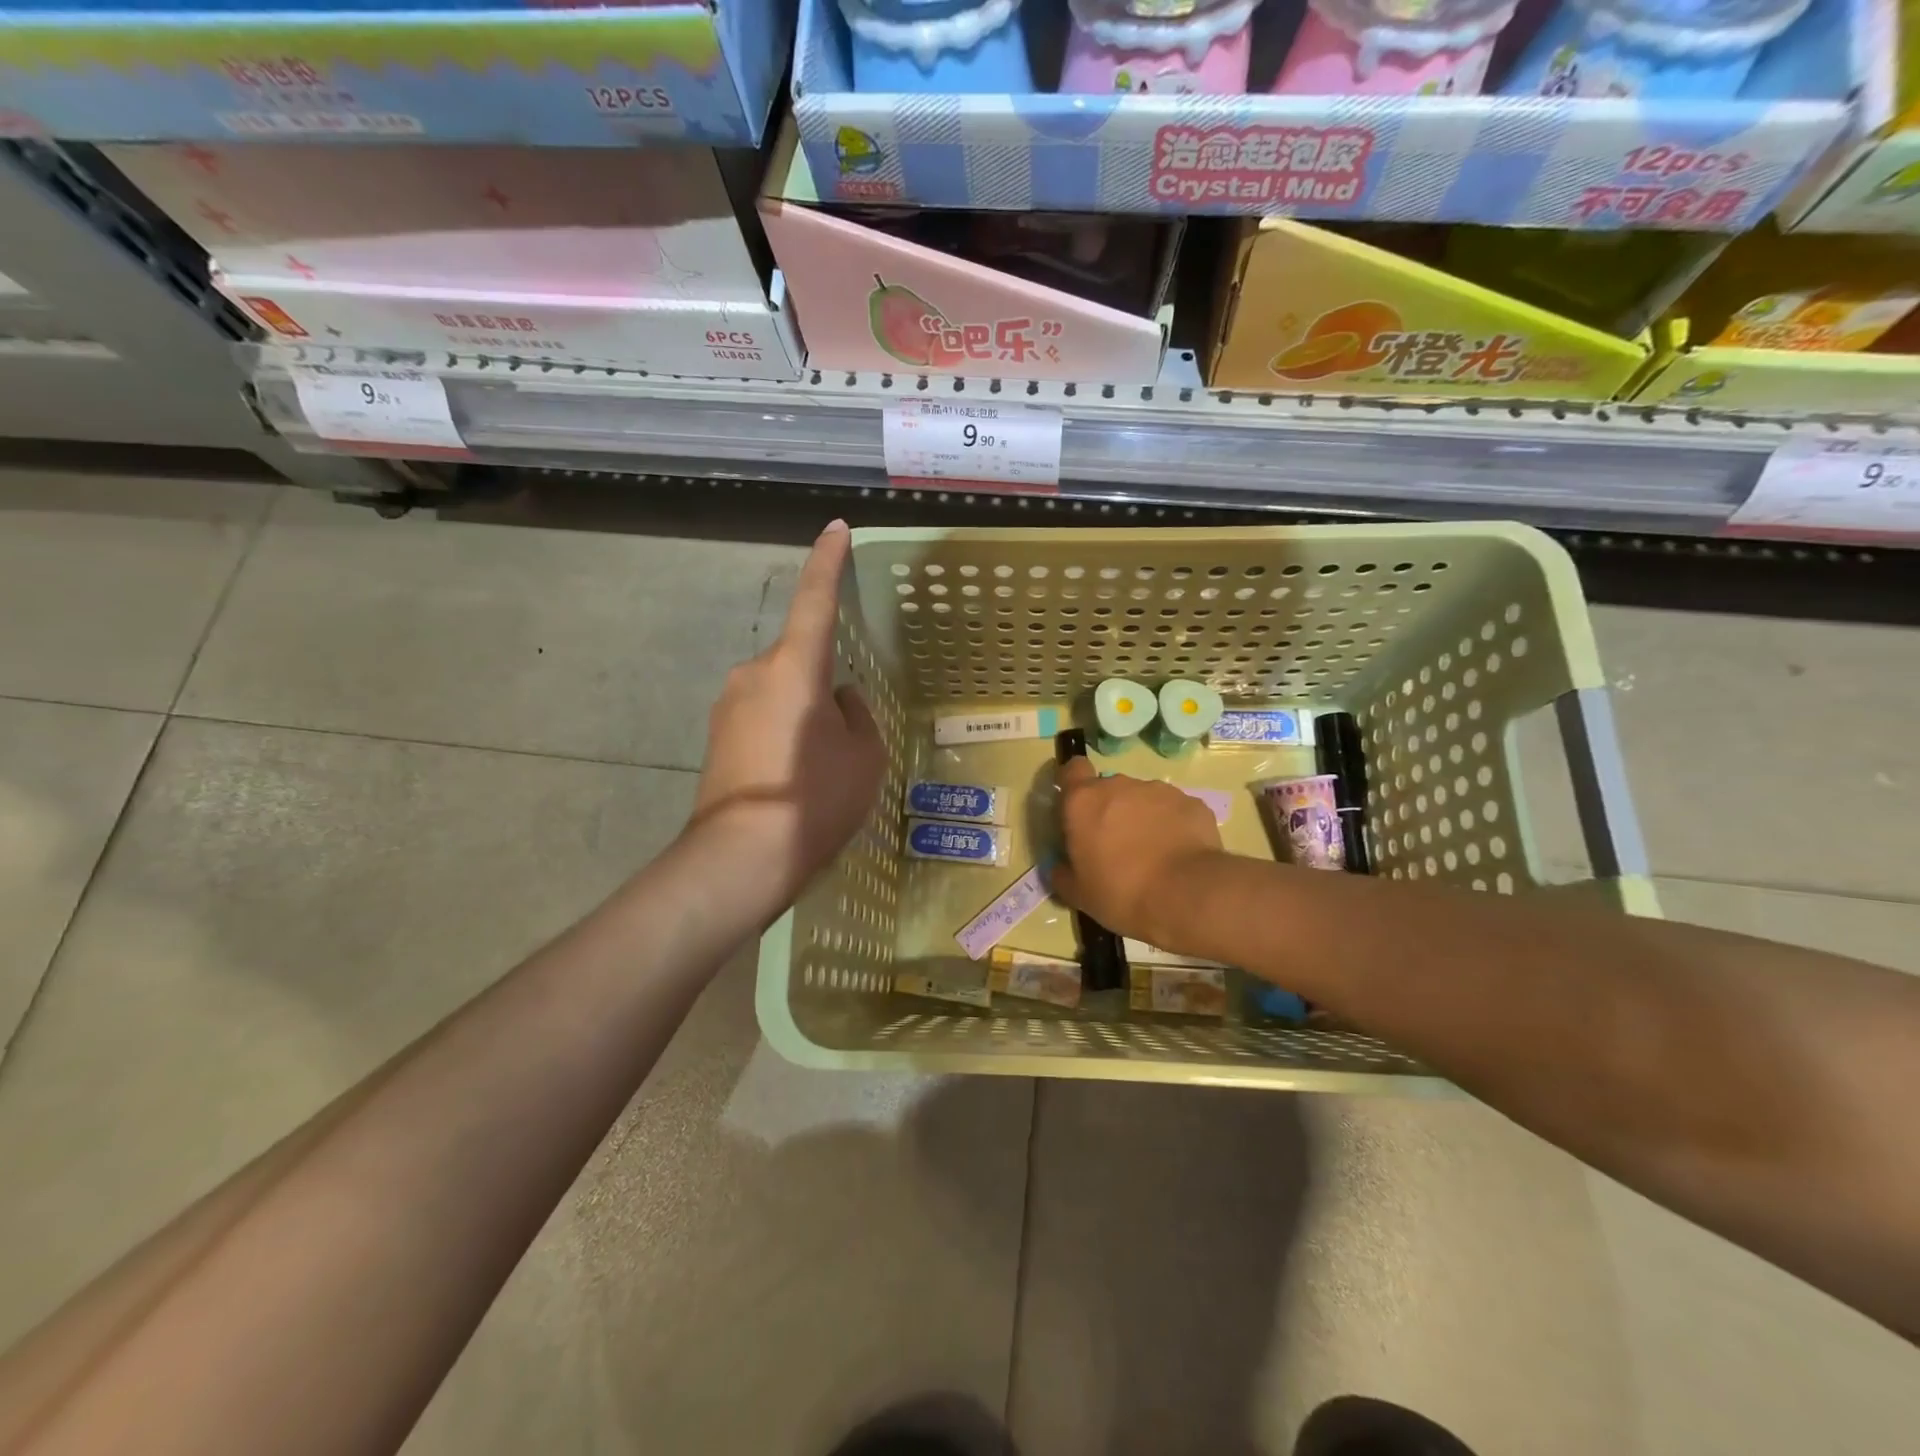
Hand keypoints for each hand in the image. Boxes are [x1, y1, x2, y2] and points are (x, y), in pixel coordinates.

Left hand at [689, 520, 884, 905]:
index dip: (827, 562)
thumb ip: (856, 715)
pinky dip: (783, 734)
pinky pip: (762, 717)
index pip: (815, 600)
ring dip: (803, 713)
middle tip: (847, 736)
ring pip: (781, 691)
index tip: (834, 529)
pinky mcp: (716, 735)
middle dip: (824, 683)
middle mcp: (754, 673)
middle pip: (799, 659)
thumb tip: (838, 700)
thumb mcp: (864, 757)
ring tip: (821, 768)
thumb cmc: (815, 798)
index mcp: (794, 667)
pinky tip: (794, 778)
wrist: (741, 857)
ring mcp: (728, 704)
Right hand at [1050, 757, 1224, 950]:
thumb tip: (1061, 866)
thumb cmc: (1120, 892)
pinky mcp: (1191, 802)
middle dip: (1109, 810)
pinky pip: (1173, 810)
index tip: (1076, 808)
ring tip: (1152, 853)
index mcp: (1083, 802)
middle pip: (1108, 788)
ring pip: (1142, 798)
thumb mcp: (1077, 894)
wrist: (1186, 896)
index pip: (1072, 769)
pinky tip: (1178, 854)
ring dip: (1141, 817)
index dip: (1073, 784)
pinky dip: (1172, 826)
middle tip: (1115, 846)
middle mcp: (1119, 786)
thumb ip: (1062, 873)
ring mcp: (1158, 791)